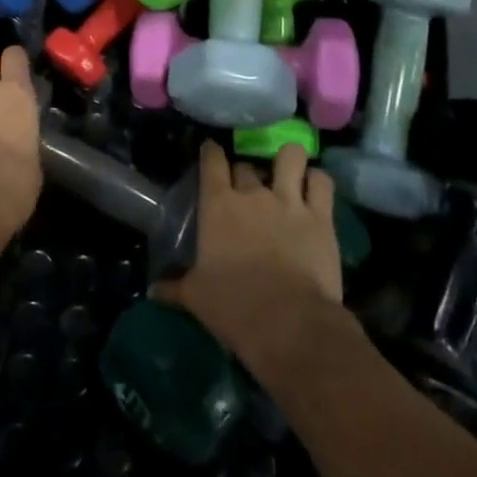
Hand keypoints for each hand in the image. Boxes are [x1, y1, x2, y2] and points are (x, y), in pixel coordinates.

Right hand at [154, 142, 343, 363]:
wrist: (289, 323)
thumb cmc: (234, 306)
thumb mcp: (196, 297)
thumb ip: (175, 287)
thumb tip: (154, 290)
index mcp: (218, 205)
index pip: (212, 161)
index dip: (211, 152)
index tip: (211, 152)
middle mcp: (253, 194)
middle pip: (247, 166)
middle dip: (245, 173)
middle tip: (246, 189)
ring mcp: (290, 201)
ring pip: (290, 157)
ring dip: (288, 160)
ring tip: (289, 171)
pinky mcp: (321, 217)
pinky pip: (322, 182)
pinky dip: (318, 181)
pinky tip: (315, 188)